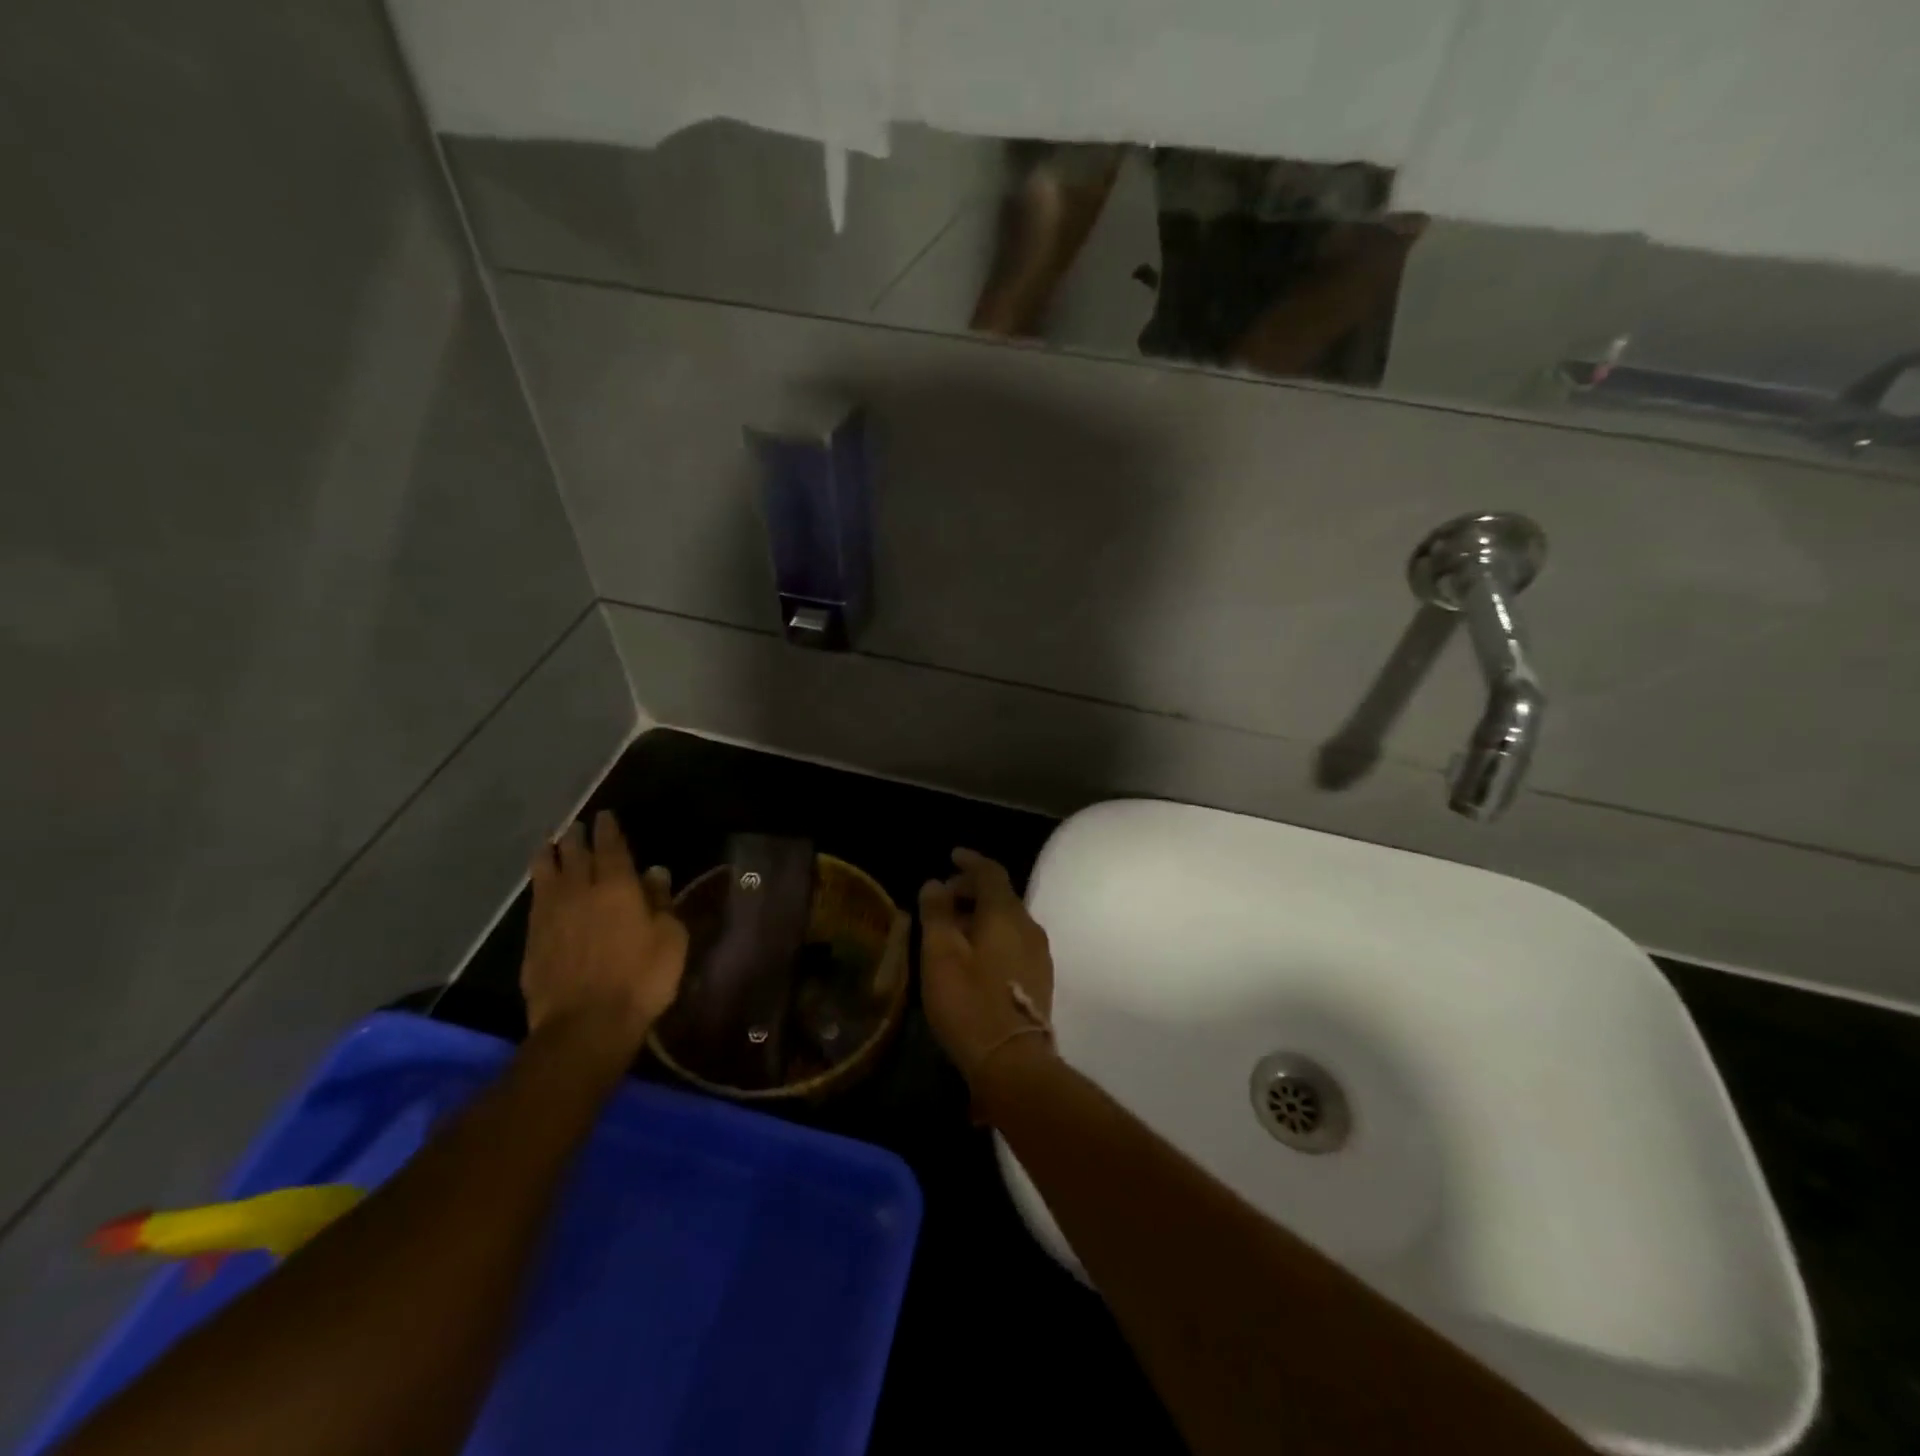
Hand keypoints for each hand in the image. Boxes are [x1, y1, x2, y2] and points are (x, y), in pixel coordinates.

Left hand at [521, 810, 687, 1061]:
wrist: (585, 1025)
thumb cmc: (641, 978)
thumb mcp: (670, 939)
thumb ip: (662, 902)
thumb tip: (655, 873)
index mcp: (617, 886)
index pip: (611, 846)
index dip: (608, 829)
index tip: (605, 816)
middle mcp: (580, 891)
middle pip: (574, 854)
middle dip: (576, 837)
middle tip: (577, 827)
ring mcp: (551, 914)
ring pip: (546, 873)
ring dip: (549, 855)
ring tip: (549, 845)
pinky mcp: (533, 939)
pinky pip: (535, 900)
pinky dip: (539, 884)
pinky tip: (542, 886)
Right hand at [918, 849, 1055, 1083]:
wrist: (1012, 1061)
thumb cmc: (969, 1003)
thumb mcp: (940, 955)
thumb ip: (937, 913)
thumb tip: (935, 883)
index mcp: (1006, 914)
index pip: (990, 872)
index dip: (970, 861)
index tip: (951, 856)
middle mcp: (1028, 926)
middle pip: (1001, 895)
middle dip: (971, 890)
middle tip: (942, 899)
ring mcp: (1039, 954)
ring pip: (1008, 919)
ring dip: (981, 915)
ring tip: (952, 929)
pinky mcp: (1039, 978)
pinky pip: (1014, 940)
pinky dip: (992, 935)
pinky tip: (973, 955)